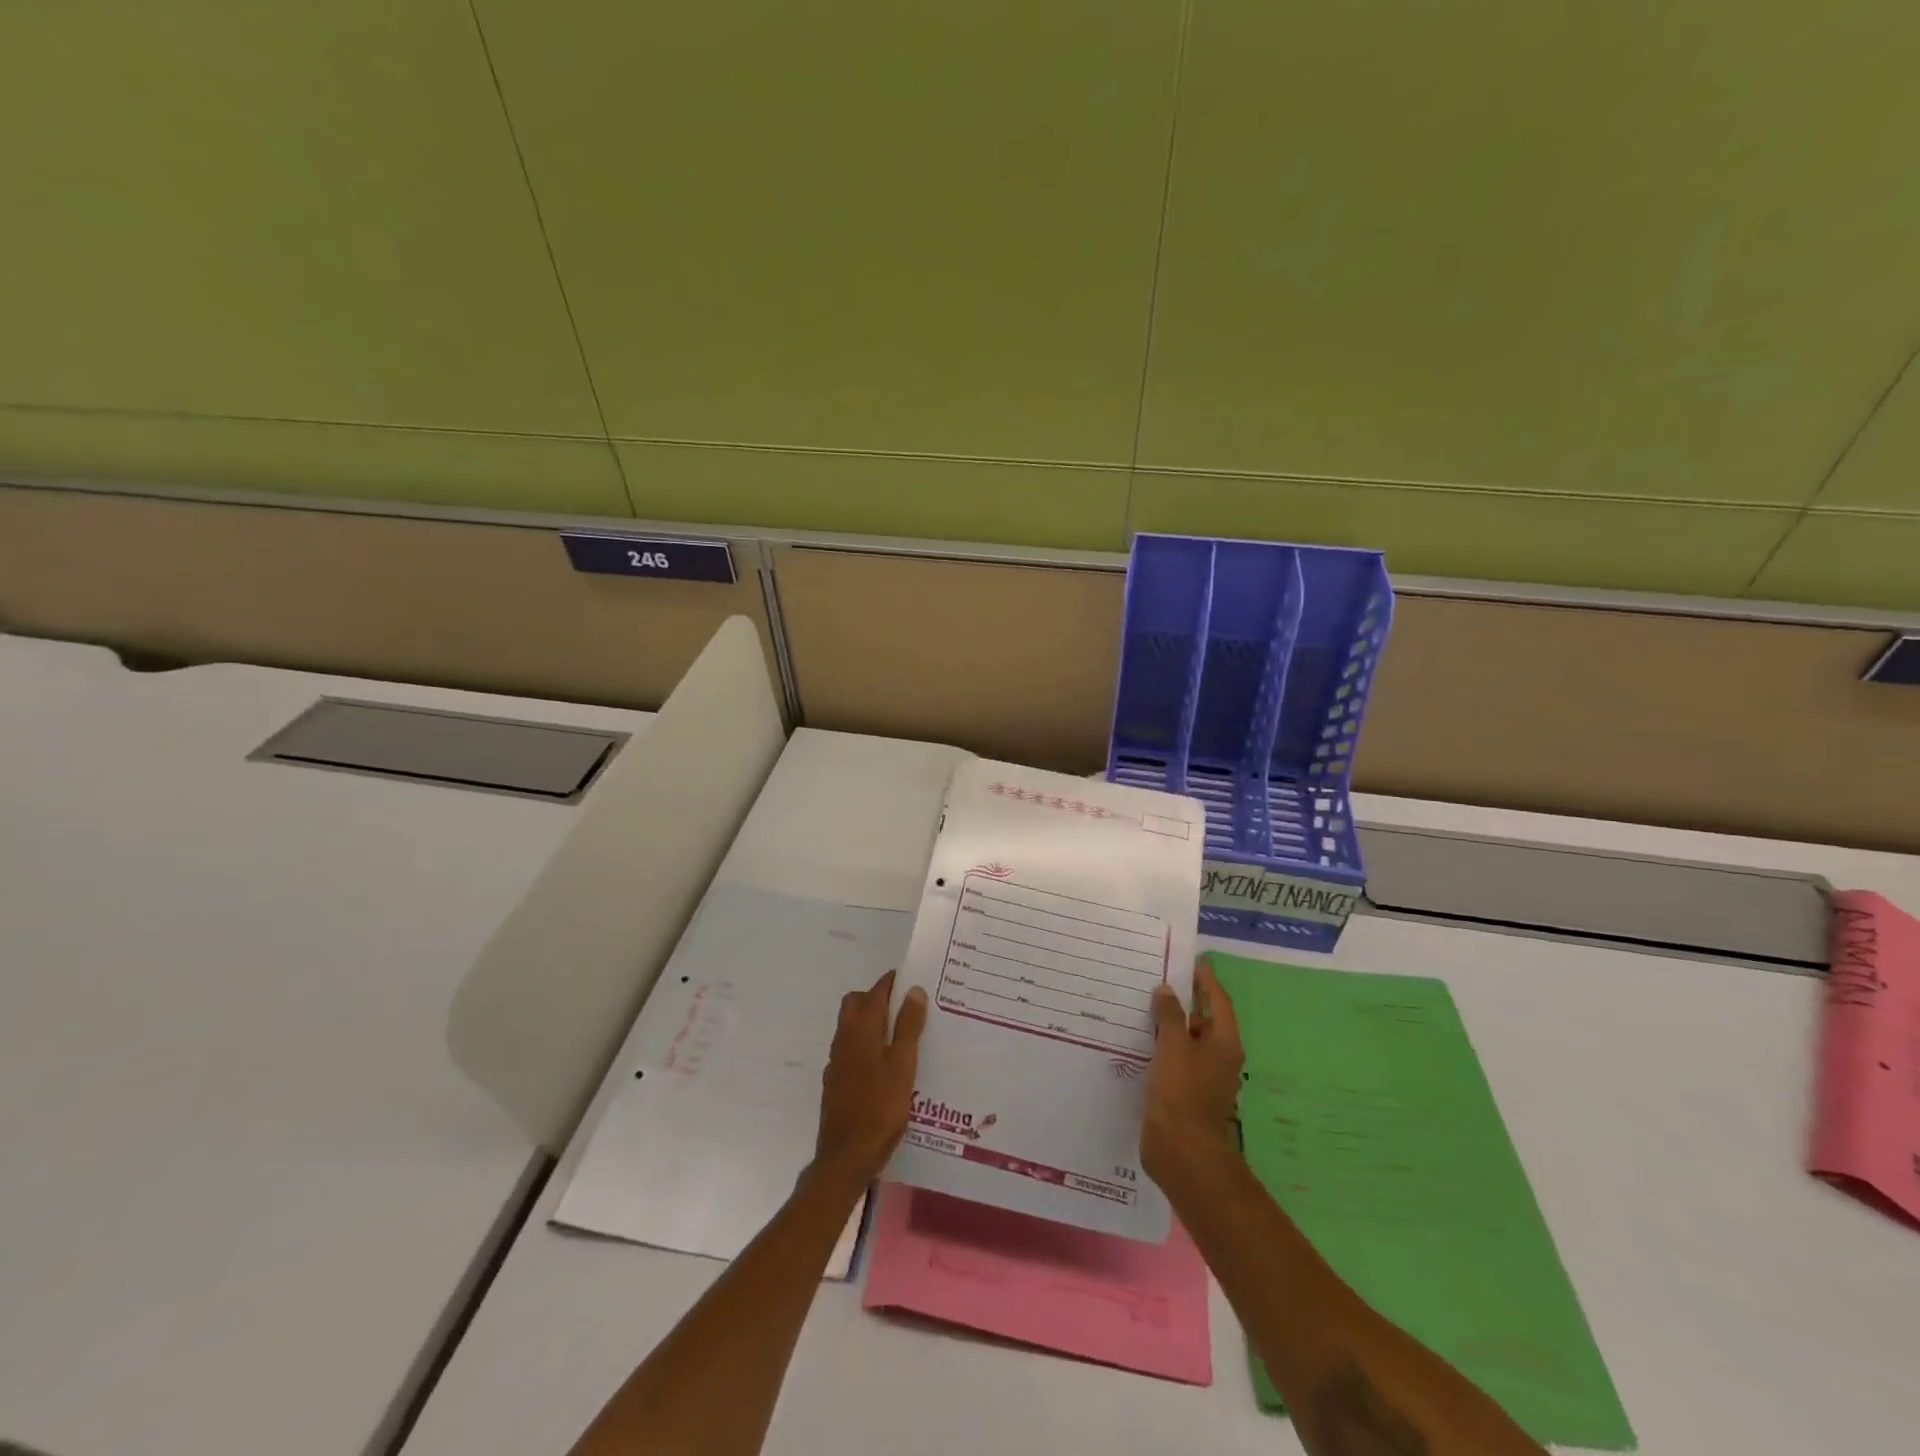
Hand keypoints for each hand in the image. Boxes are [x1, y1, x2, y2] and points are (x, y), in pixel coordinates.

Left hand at [814, 969, 927, 1184]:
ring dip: (872, 1022)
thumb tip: (913, 989)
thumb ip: (908, 1026)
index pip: (875, 991)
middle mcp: (844, 1038)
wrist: (846, 1157)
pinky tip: (885, 1066)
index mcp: (861, 1029)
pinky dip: (866, 1046)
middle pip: (856, 1004)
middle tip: (906, 1009)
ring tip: (901, 1036)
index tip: (913, 980)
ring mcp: (836, 1061)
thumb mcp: (903, 1065)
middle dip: (878, 999)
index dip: (892, 982)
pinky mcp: (835, 1082)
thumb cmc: (880, 1108)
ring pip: (851, 1027)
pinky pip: (851, 1050)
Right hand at [1140, 958, 1243, 1186]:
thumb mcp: (1174, 1045)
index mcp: (1224, 1043)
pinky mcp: (1184, 1093)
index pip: (1218, 1001)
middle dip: (1182, 1000)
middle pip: (1203, 1020)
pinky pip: (1173, 1060)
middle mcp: (1218, 1057)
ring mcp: (1201, 1077)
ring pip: (1185, 1041)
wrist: (1181, 1150)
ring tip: (1140, 1005)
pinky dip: (1160, 1046)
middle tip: (1155, 979)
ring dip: (1168, 1024)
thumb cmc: (1182, 1091)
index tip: (1188, 960)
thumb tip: (1167, 990)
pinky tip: (1137, 1040)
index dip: (1204, 979)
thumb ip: (1170, 1015)